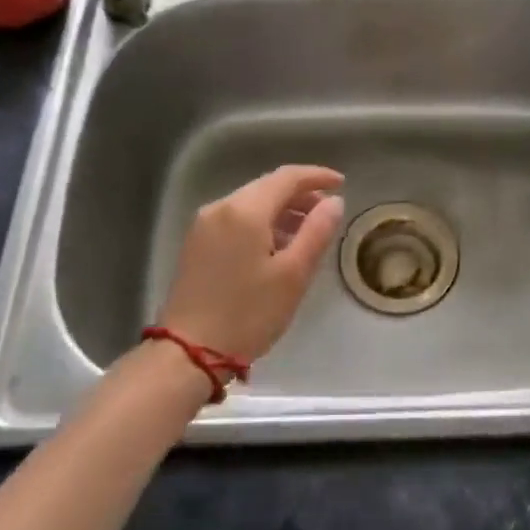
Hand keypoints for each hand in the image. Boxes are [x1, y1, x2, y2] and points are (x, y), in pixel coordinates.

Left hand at [155, 165, 345, 363]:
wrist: (188, 353)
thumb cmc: (248, 314)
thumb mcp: (293, 274)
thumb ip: (317, 231)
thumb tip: (333, 202)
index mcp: (245, 210)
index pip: (287, 177)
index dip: (317, 176)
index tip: (341, 183)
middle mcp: (220, 207)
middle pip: (267, 187)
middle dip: (300, 195)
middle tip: (327, 212)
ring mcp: (204, 225)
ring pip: (251, 203)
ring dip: (282, 211)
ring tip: (307, 233)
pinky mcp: (196, 244)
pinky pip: (236, 220)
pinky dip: (262, 224)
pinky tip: (277, 246)